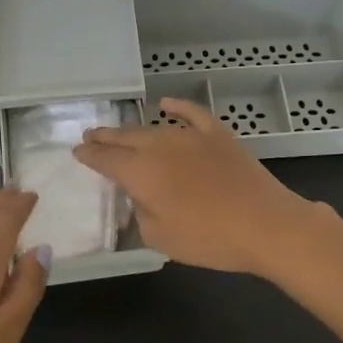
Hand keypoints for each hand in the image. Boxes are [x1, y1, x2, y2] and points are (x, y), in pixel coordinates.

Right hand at [72, 99, 320, 277]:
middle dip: (104, 137)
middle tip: (90, 135)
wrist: (265, 225)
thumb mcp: (159, 237)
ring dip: (132, 129)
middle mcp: (159, 146)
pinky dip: (177, 107)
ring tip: (119, 131)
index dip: (89, 155)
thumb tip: (141, 195)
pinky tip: (166, 104)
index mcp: (140, 172)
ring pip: (152, 128)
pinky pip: (191, 114)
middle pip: (124, 137)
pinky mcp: (217, 135)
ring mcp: (190, 136)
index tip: (77, 152)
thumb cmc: (208, 238)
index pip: (105, 159)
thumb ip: (141, 212)